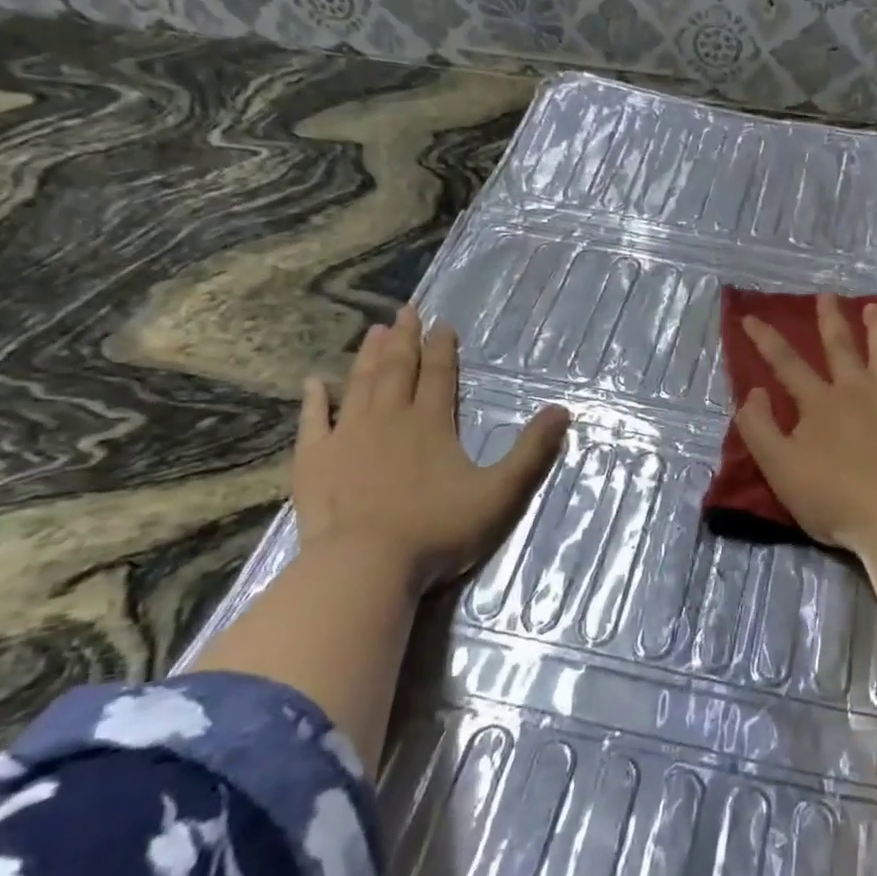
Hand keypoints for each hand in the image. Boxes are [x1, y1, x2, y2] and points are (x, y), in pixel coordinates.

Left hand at [292, 303, 569, 591]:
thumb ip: (532, 451)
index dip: (442, 348)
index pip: (439, 375)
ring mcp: (347, 437)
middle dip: (405, 339)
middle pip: (398, 370)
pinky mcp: (315, 461)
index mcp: (431, 423)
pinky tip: (314, 382)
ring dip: (368, 356)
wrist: (364, 565)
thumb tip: (563, 410)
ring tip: (374, 331)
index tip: (443, 324)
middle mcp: (388, 419)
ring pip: (359, 385)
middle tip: (406, 310)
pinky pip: (313, 421)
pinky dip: (314, 399)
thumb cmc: (438, 529)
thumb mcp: (501, 492)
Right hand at [736, 293, 876, 556]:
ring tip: (874, 308)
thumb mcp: (779, 468)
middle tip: (827, 295)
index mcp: (819, 403)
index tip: (750, 317)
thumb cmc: (833, 497)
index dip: (766, 339)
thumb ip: (759, 428)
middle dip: (830, 319)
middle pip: (840, 347)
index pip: (786, 363)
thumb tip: (753, 392)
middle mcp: (856, 390)